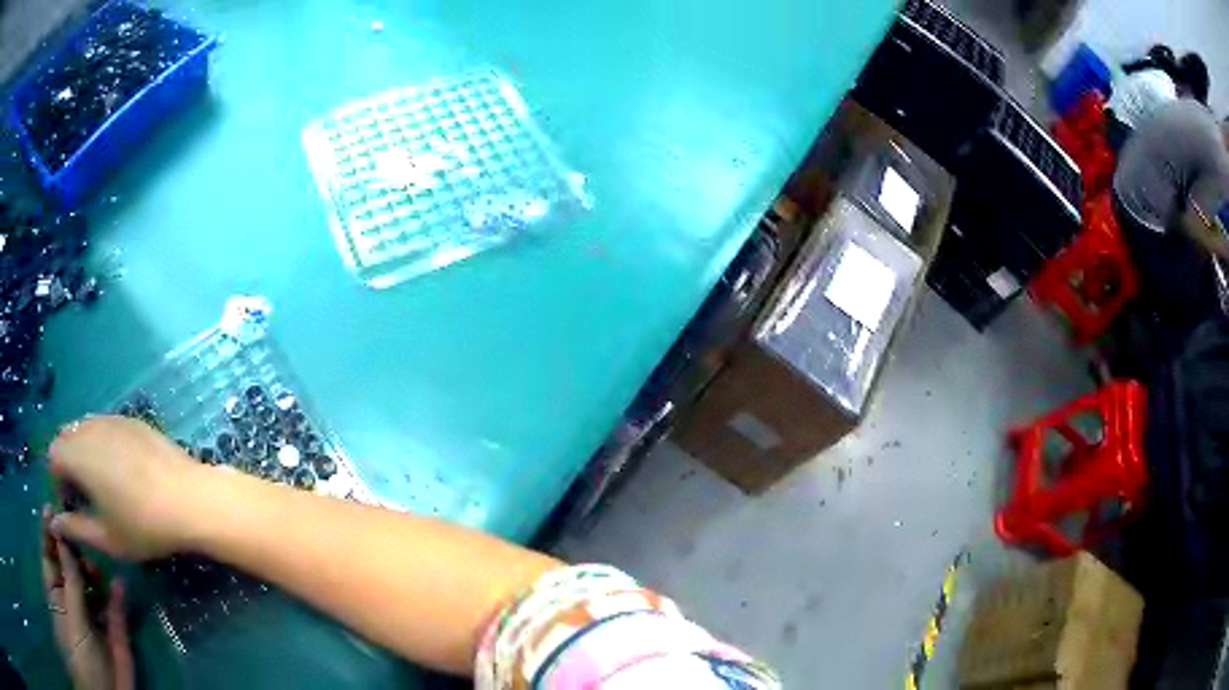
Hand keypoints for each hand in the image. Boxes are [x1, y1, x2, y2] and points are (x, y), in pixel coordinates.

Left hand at [42, 508, 133, 689]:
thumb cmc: (83, 653)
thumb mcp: (72, 616)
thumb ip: (70, 580)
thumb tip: (66, 538)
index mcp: (57, 590)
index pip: (49, 552)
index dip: (49, 530)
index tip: (53, 505)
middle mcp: (72, 597)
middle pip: (70, 564)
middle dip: (74, 549)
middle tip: (80, 537)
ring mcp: (93, 614)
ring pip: (92, 584)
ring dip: (95, 571)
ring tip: (98, 568)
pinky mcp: (114, 631)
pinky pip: (115, 609)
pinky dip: (118, 596)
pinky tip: (120, 585)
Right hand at [48, 416, 203, 559]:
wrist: (189, 499)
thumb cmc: (143, 525)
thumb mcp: (106, 537)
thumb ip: (75, 528)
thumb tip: (54, 523)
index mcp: (78, 453)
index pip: (53, 455)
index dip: (57, 481)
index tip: (72, 506)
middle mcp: (90, 427)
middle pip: (66, 437)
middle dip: (67, 464)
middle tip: (85, 496)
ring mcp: (112, 418)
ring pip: (84, 429)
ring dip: (83, 452)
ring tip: (101, 485)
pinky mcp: (132, 420)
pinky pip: (105, 426)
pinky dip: (102, 444)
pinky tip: (121, 472)